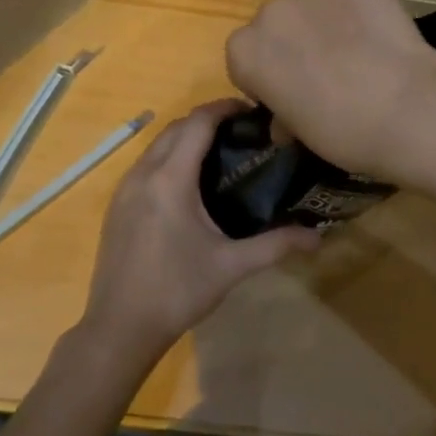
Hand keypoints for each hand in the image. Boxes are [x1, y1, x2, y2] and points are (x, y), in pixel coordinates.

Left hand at [80, 100, 318, 364]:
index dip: (223, 108)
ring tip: (218, 153)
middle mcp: (143, 174)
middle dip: (206, 120)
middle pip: (175, 128)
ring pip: (156, 146)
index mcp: (170, 179)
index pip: (197, 123)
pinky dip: (167, 158)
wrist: (120, 326)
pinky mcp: (116, 205)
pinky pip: (144, 165)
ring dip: (184, 138)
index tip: (251, 110)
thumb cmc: (178, 291)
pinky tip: (187, 184)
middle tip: (241, 132)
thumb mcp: (231, 266)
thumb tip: (318, 236)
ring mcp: (124, 189)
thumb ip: (276, 245)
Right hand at [224, 0, 435, 181]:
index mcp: (244, 50)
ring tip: (359, 51)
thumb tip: (284, 119)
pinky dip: (360, 9)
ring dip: (326, 22)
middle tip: (326, 72)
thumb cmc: (342, 133)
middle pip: (277, 24)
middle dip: (295, 43)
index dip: (268, 75)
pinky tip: (380, 35)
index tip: (291, 93)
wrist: (406, 110)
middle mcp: (270, 12)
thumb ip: (282, 114)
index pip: (246, 57)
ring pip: (313, 4)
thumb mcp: (299, 132)